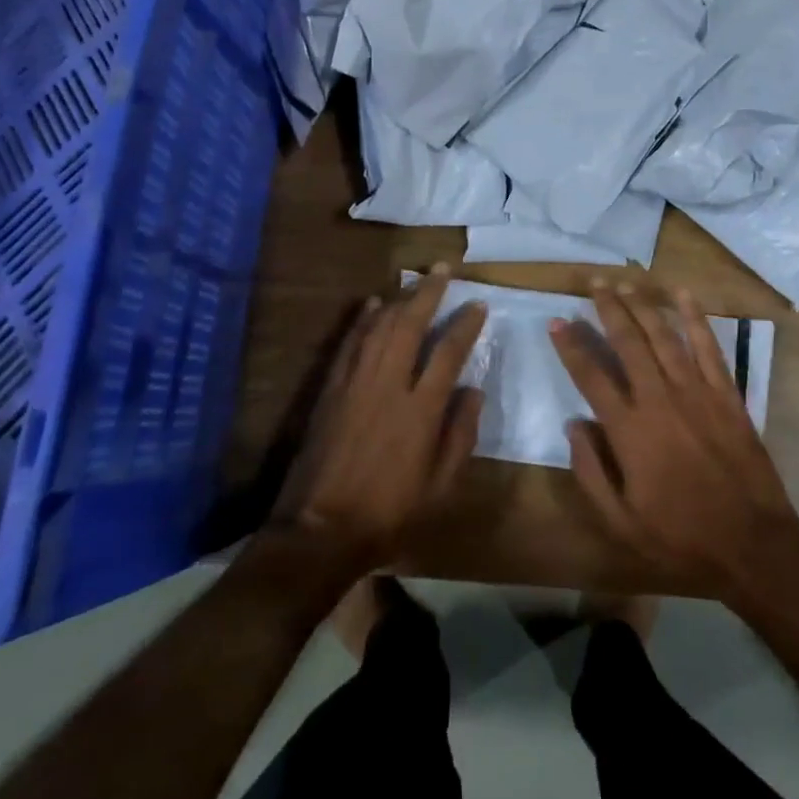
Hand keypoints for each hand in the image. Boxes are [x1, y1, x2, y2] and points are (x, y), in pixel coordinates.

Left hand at [273, 267, 485, 574]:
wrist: (321, 529)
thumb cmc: (389, 512)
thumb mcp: (439, 485)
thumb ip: (460, 435)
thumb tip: (473, 391)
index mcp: (421, 410)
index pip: (449, 352)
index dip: (465, 325)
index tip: (478, 305)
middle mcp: (389, 385)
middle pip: (410, 325)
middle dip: (428, 293)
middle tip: (443, 269)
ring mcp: (355, 383)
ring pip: (379, 327)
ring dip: (398, 299)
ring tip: (414, 280)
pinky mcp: (331, 389)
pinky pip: (349, 344)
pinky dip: (362, 321)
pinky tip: (372, 304)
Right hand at [551, 282, 798, 602]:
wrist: (752, 545)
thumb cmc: (681, 538)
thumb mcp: (621, 523)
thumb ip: (591, 472)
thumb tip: (575, 425)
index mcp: (630, 430)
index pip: (591, 376)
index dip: (571, 346)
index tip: (557, 321)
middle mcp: (660, 400)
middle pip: (628, 343)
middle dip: (608, 309)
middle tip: (595, 283)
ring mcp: (697, 393)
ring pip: (664, 337)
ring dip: (643, 306)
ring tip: (626, 283)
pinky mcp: (727, 394)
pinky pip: (709, 347)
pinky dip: (695, 318)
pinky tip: (683, 294)